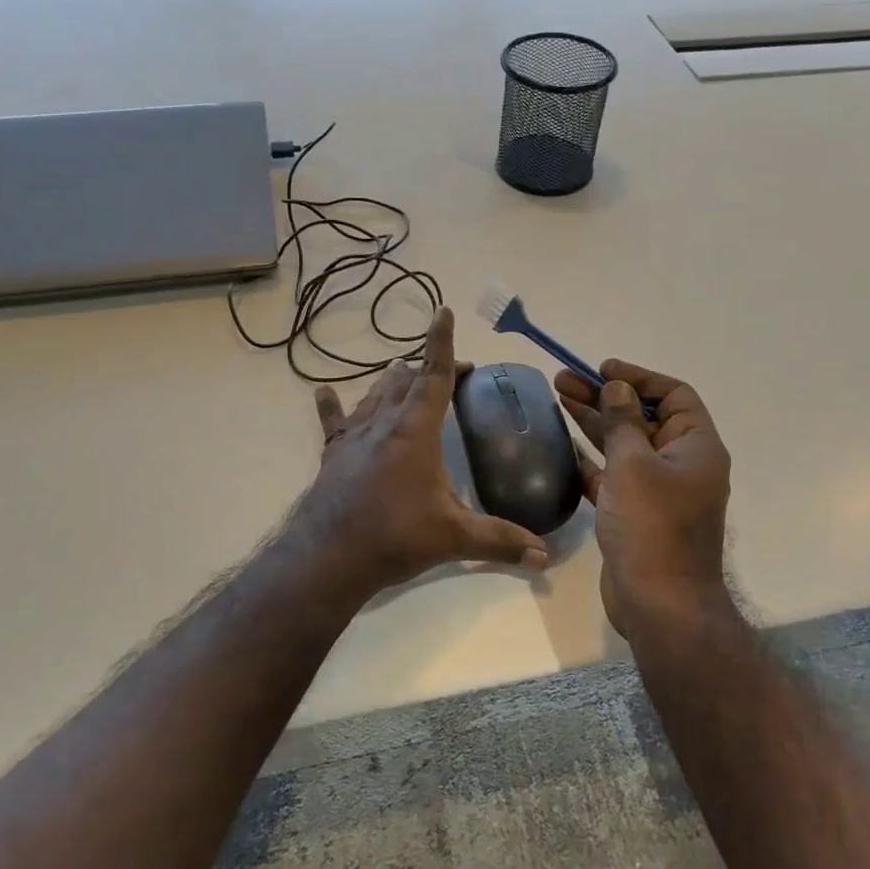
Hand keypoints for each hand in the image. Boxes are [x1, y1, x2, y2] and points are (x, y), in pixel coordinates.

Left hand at [297, 307, 548, 593]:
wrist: (329, 557)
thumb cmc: (395, 537)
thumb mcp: (453, 537)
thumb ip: (500, 541)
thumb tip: (545, 557)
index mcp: (415, 431)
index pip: (434, 376)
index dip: (441, 343)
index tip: (444, 311)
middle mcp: (383, 423)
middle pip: (406, 381)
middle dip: (430, 369)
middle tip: (452, 372)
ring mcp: (354, 437)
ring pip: (375, 394)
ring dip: (393, 381)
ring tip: (403, 371)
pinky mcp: (333, 454)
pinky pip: (333, 421)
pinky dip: (333, 405)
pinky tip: (323, 392)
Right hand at [554, 359, 732, 639]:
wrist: (659, 603)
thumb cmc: (652, 525)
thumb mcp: (634, 464)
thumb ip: (623, 421)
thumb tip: (619, 388)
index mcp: (696, 446)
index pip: (673, 395)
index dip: (638, 378)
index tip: (602, 370)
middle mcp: (681, 464)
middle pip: (642, 418)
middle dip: (604, 397)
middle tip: (562, 380)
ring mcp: (658, 491)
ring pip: (624, 445)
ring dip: (594, 423)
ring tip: (557, 398)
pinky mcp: (636, 514)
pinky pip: (613, 476)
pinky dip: (592, 460)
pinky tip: (564, 445)